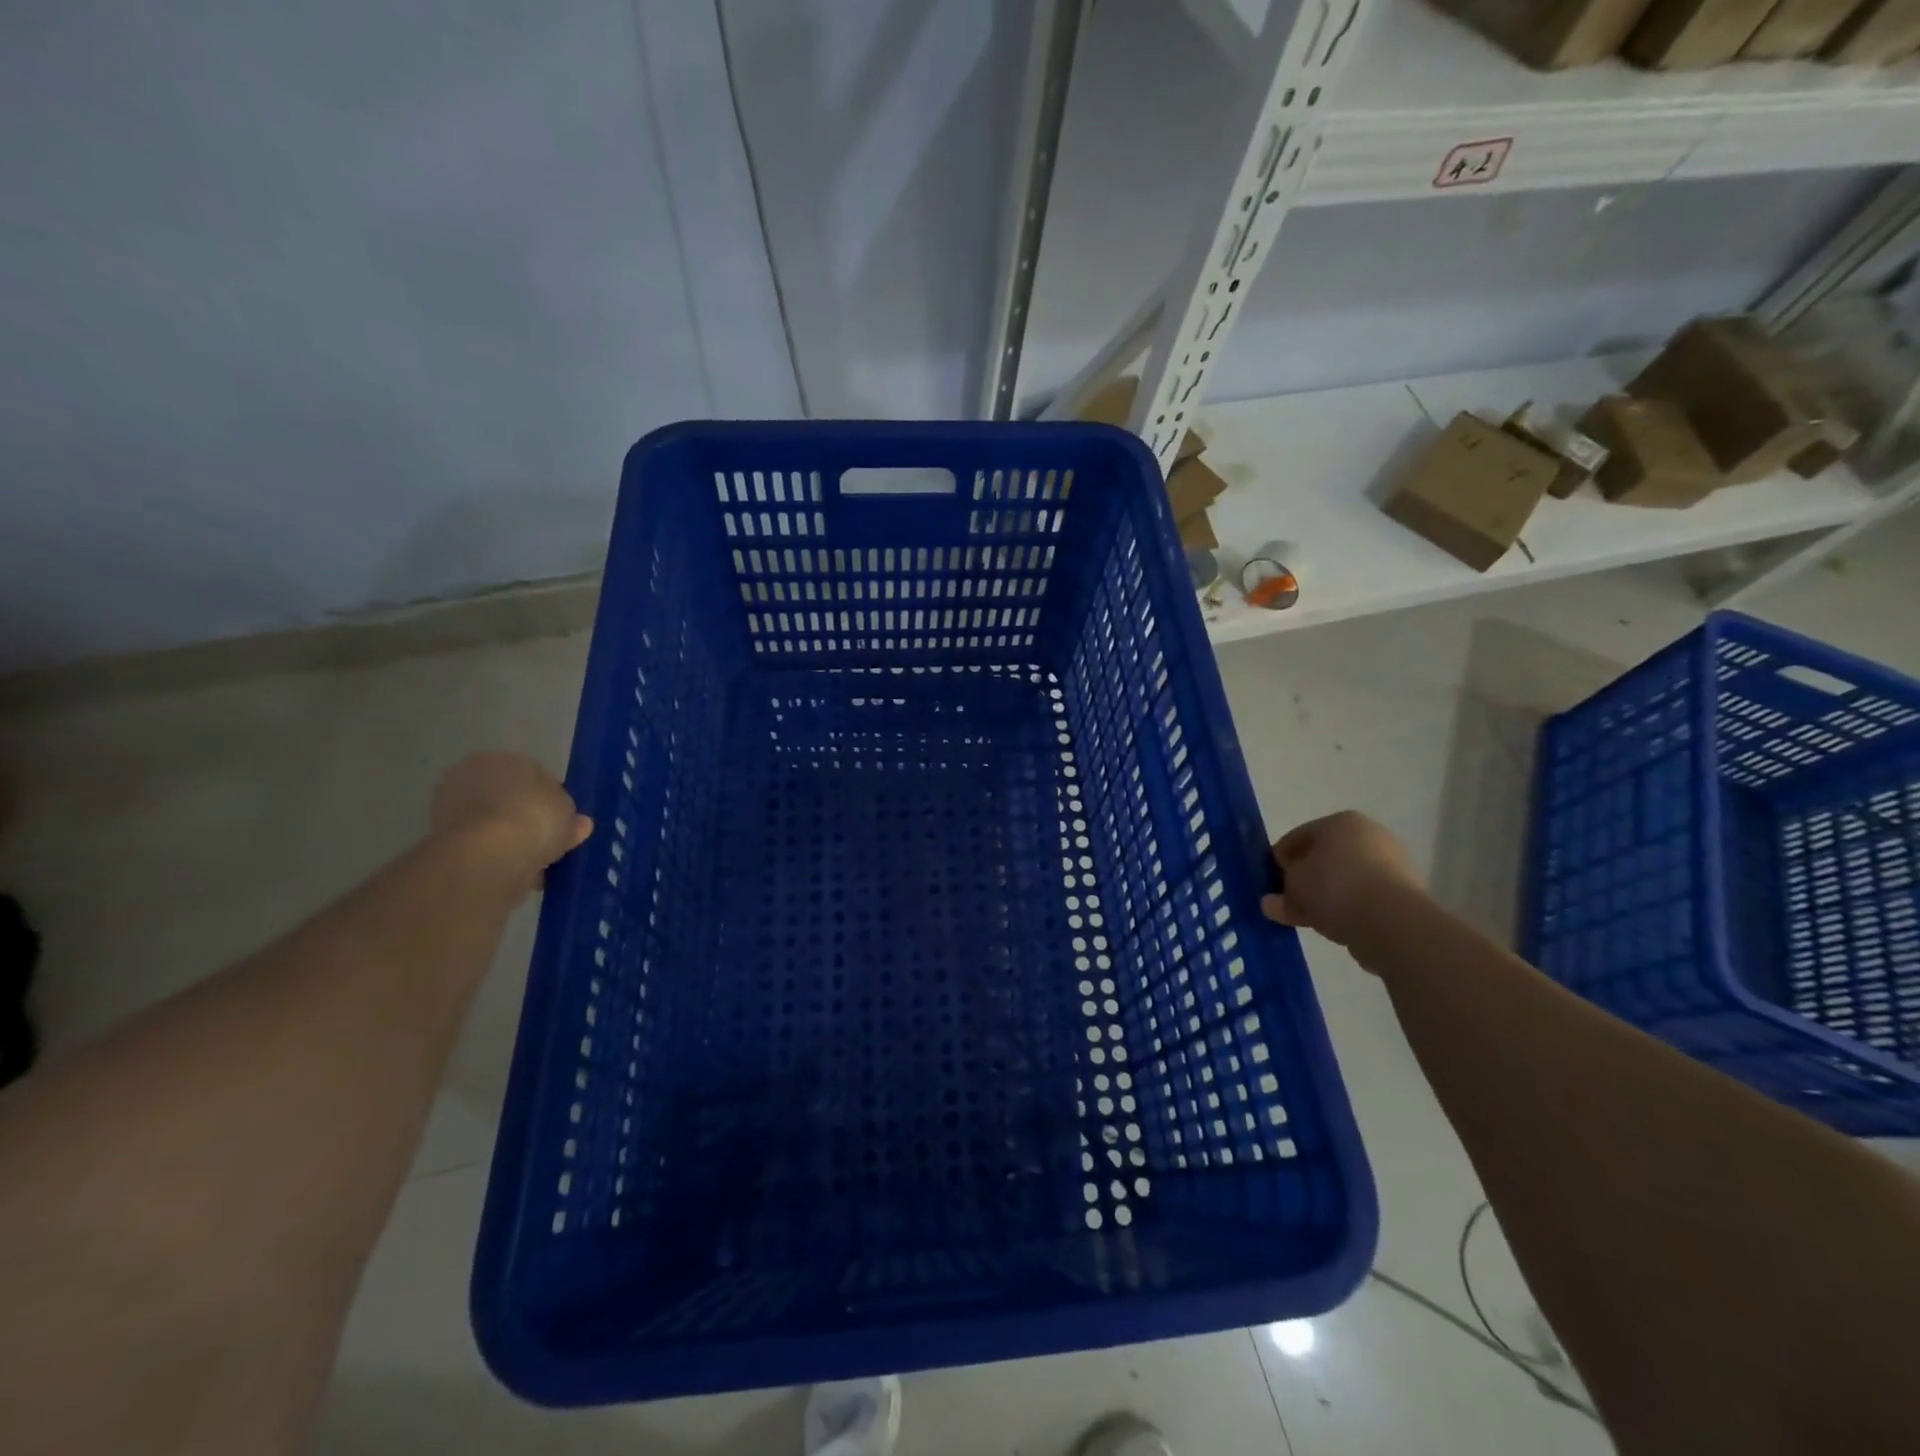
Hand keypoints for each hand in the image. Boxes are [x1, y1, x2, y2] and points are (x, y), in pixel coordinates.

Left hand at [428, 752, 590, 887]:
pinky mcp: (440, 841)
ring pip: (493, 824)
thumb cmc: (535, 818)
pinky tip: (517, 871)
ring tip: (536, 862)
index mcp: (502, 758)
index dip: (550, 797)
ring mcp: (449, 808)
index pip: (532, 774)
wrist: (487, 855)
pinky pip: (481, 846)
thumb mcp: (569, 813)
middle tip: (548, 840)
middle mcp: (470, 775)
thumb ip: (572, 817)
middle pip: (508, 798)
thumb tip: (578, 824)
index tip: (561, 819)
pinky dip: (496, 857)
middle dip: (525, 817)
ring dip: (510, 839)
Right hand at [1261, 811, 1423, 953]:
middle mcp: (1370, 835)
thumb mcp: (1293, 888)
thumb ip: (1280, 894)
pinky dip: (1349, 909)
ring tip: (1309, 920)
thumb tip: (1272, 903)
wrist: (1393, 922)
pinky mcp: (1406, 894)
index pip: (1298, 837)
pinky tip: (1335, 927)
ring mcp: (1392, 864)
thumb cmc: (1334, 888)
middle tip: (1287, 901)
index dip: (1279, 859)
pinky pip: (1365, 899)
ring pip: (1346, 880)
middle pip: (1325, 858)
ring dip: (1327, 897)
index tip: (1269, 881)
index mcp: (1341, 822)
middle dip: (1305, 879)